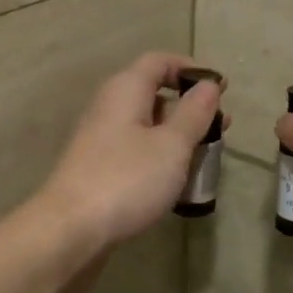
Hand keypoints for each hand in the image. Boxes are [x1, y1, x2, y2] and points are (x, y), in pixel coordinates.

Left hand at [33, 52, 224, 255]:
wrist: (71, 230)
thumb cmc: (127, 179)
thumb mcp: (171, 144)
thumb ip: (194, 113)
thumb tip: (209, 85)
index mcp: (125, 90)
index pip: (159, 62)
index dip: (191, 69)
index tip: (221, 89)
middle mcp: (109, 108)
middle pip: (153, 94)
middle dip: (190, 108)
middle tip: (222, 128)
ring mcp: (101, 141)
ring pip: (147, 127)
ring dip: (177, 137)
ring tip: (206, 157)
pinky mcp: (99, 170)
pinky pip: (136, 152)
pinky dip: (160, 159)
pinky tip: (178, 182)